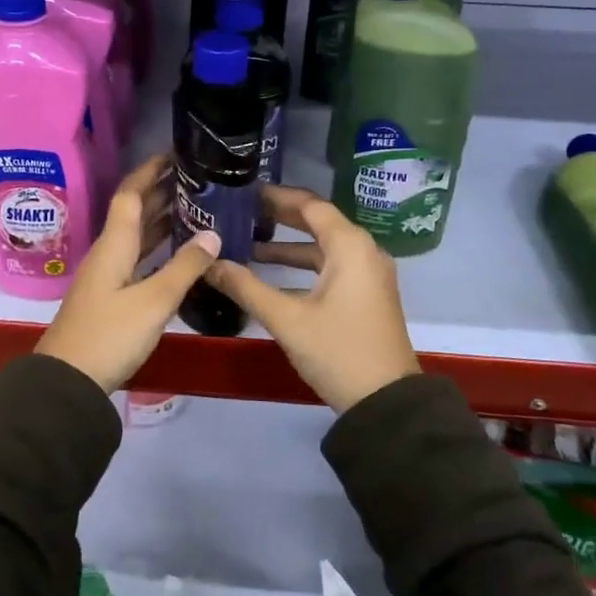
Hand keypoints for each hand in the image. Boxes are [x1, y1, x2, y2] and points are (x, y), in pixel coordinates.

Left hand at [35, 154, 221, 392]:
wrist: (67, 381)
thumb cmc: (110, 335)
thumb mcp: (154, 301)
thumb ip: (185, 267)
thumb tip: (214, 233)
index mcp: (114, 244)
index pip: (130, 194)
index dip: (150, 171)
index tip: (174, 154)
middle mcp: (109, 252)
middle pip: (134, 212)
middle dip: (161, 192)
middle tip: (197, 179)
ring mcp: (108, 275)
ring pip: (136, 236)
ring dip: (161, 219)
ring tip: (195, 207)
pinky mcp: (110, 296)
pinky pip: (138, 257)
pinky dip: (158, 247)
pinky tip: (178, 252)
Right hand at [203, 184, 418, 412]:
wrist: (386, 403)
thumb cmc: (337, 351)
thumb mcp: (287, 319)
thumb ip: (245, 287)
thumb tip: (208, 264)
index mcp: (349, 246)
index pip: (309, 205)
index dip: (276, 196)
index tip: (243, 192)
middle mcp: (363, 251)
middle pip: (317, 222)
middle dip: (279, 217)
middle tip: (241, 211)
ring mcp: (367, 274)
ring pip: (322, 247)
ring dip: (288, 245)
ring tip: (247, 243)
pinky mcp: (366, 295)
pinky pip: (330, 267)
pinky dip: (301, 267)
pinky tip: (270, 277)